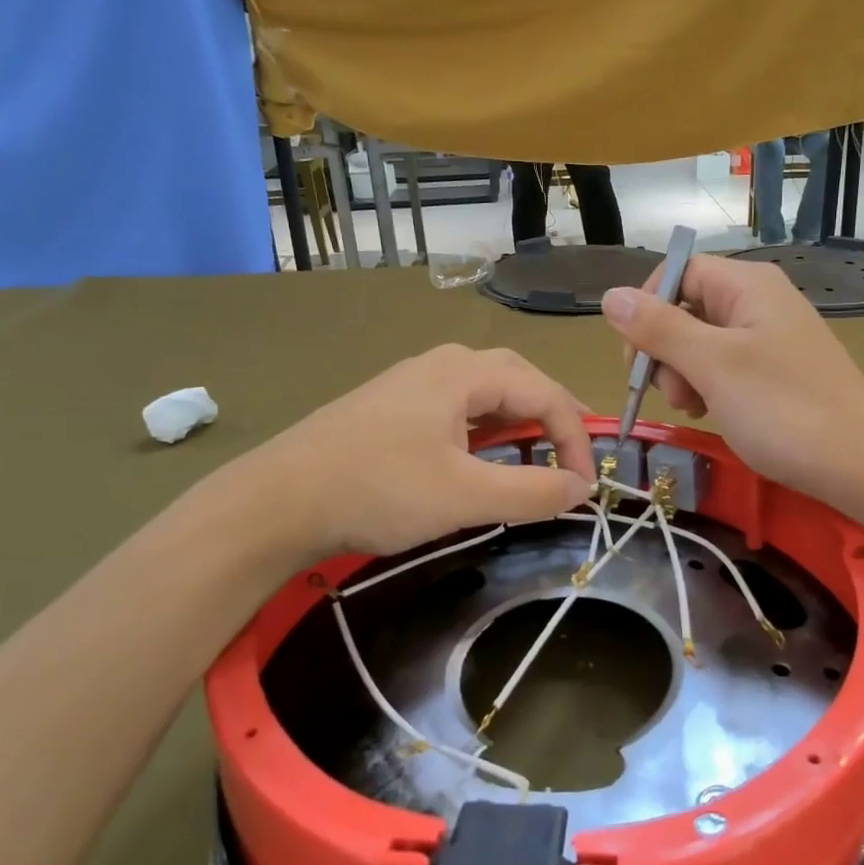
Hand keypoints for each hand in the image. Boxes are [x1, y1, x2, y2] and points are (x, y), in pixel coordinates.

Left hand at [231, 345, 594, 561]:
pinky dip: (486, 429)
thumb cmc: (377, 490)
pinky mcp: (392, 406)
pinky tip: (482, 455)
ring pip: (486, 392)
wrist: (277, 500)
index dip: (576, 438)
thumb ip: (531, 492)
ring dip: (520, 420)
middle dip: (554, 416)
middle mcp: (441, 364)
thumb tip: (582, 488)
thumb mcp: (464, 497)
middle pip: (518, 379)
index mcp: (464, 372)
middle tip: (576, 454)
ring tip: (540, 452)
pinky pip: (458, 407)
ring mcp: (412, 382)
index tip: (586, 486)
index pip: (545, 392)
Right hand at [601, 258, 863, 505]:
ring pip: (702, 342)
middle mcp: (760, 301)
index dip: (647, 307)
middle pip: (687, 307)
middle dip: (665, 349)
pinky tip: (713, 413)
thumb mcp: (712, 365)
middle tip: (673, 393)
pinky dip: (709, 387)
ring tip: (696, 408)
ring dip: (684, 373)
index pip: (678, 271)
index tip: (635, 356)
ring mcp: (771, 338)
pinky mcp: (777, 371)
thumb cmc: (783, 409)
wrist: (859, 464)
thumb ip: (659, 328)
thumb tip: (610, 295)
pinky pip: (726, 366)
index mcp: (748, 285)